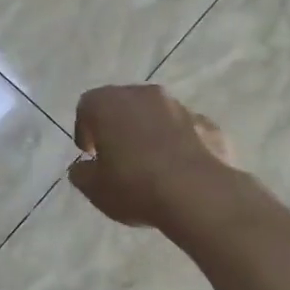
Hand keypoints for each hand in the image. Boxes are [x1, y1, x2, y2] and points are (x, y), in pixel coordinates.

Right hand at [68, 84, 234, 229]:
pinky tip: (181, 170)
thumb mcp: (94, 189)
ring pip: (156, 114)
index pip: (87, 107)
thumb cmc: (134, 185)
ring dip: (151, 132)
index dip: (85, 130)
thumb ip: (82, 173)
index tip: (90, 154)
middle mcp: (142, 94)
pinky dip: (180, 143)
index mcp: (107, 103)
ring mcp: (179, 106)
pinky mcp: (208, 124)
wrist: (198, 195)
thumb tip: (83, 167)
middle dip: (119, 126)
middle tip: (118, 157)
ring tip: (152, 166)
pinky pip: (186, 130)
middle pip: (123, 104)